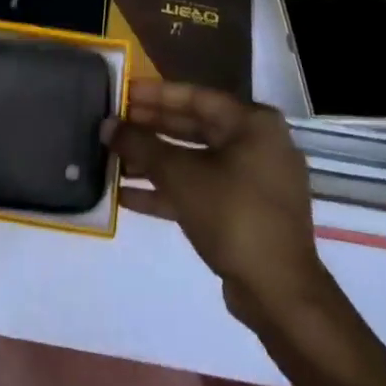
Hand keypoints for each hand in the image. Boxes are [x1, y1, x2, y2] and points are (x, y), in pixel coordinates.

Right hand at [104, 81, 331, 328]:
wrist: (279, 293)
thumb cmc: (233, 215)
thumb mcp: (180, 176)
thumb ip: (141, 146)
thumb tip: (106, 126)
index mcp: (253, 124)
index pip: (195, 97)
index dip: (154, 94)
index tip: (122, 92)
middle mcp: (257, 145)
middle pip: (194, 127)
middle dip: (151, 129)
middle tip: (113, 124)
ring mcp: (254, 181)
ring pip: (195, 161)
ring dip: (154, 162)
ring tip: (112, 159)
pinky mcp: (245, 213)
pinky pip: (202, 189)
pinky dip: (168, 190)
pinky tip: (126, 196)